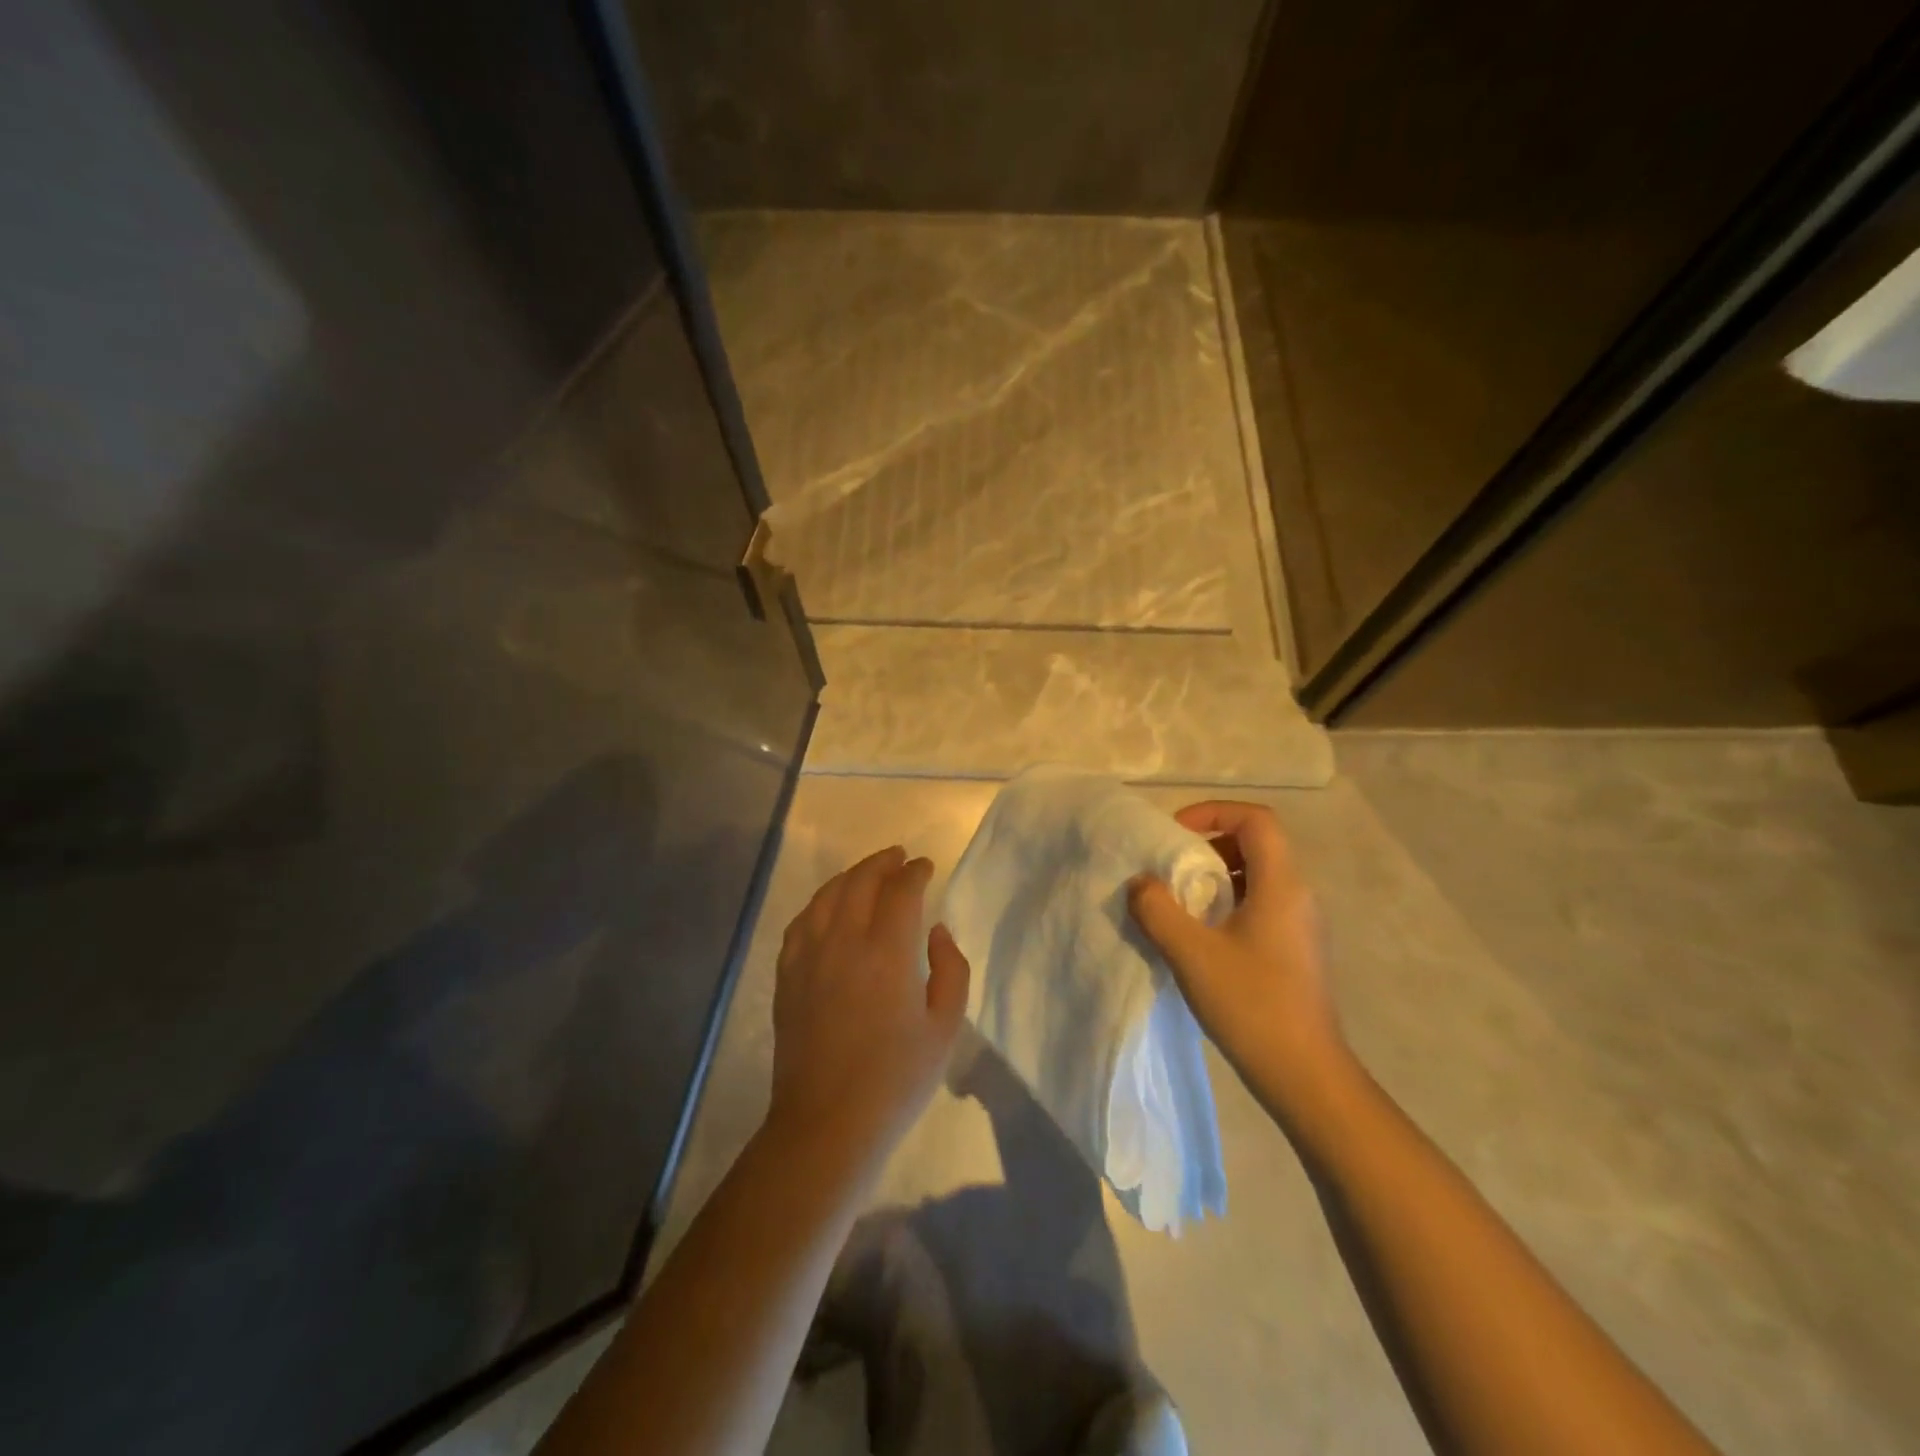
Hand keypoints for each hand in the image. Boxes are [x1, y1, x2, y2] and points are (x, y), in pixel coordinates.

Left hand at [768, 846, 970, 1169]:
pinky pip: (801, 923)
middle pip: (860, 882)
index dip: (915, 872)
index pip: (900, 890)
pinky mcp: (787, 976)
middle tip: (899, 857)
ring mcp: (808, 957)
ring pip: (826, 896)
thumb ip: (951, 969)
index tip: (925, 866)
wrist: (828, 1123)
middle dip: (882, 863)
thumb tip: (936, 931)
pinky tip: (827, 908)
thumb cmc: (896, 1080)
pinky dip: (819, 904)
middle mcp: (843, 942)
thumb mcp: (945, 1027)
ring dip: (850, 877)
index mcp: (887, 951)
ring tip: (866, 874)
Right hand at [1128, 802, 1344, 1104]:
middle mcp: (1298, 896)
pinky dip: (1227, 904)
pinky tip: (1200, 937)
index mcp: (1281, 886)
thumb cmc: (1251, 1005)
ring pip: (1257, 877)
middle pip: (1256, 845)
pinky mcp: (1296, 950)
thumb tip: (1139, 883)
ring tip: (1179, 901)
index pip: (1256, 820)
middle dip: (1209, 846)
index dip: (1214, 813)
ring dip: (1216, 877)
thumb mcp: (1191, 954)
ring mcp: (1301, 925)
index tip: (1176, 834)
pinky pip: (1260, 905)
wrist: (1305, 1075)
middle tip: (1171, 867)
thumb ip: (1157, 910)